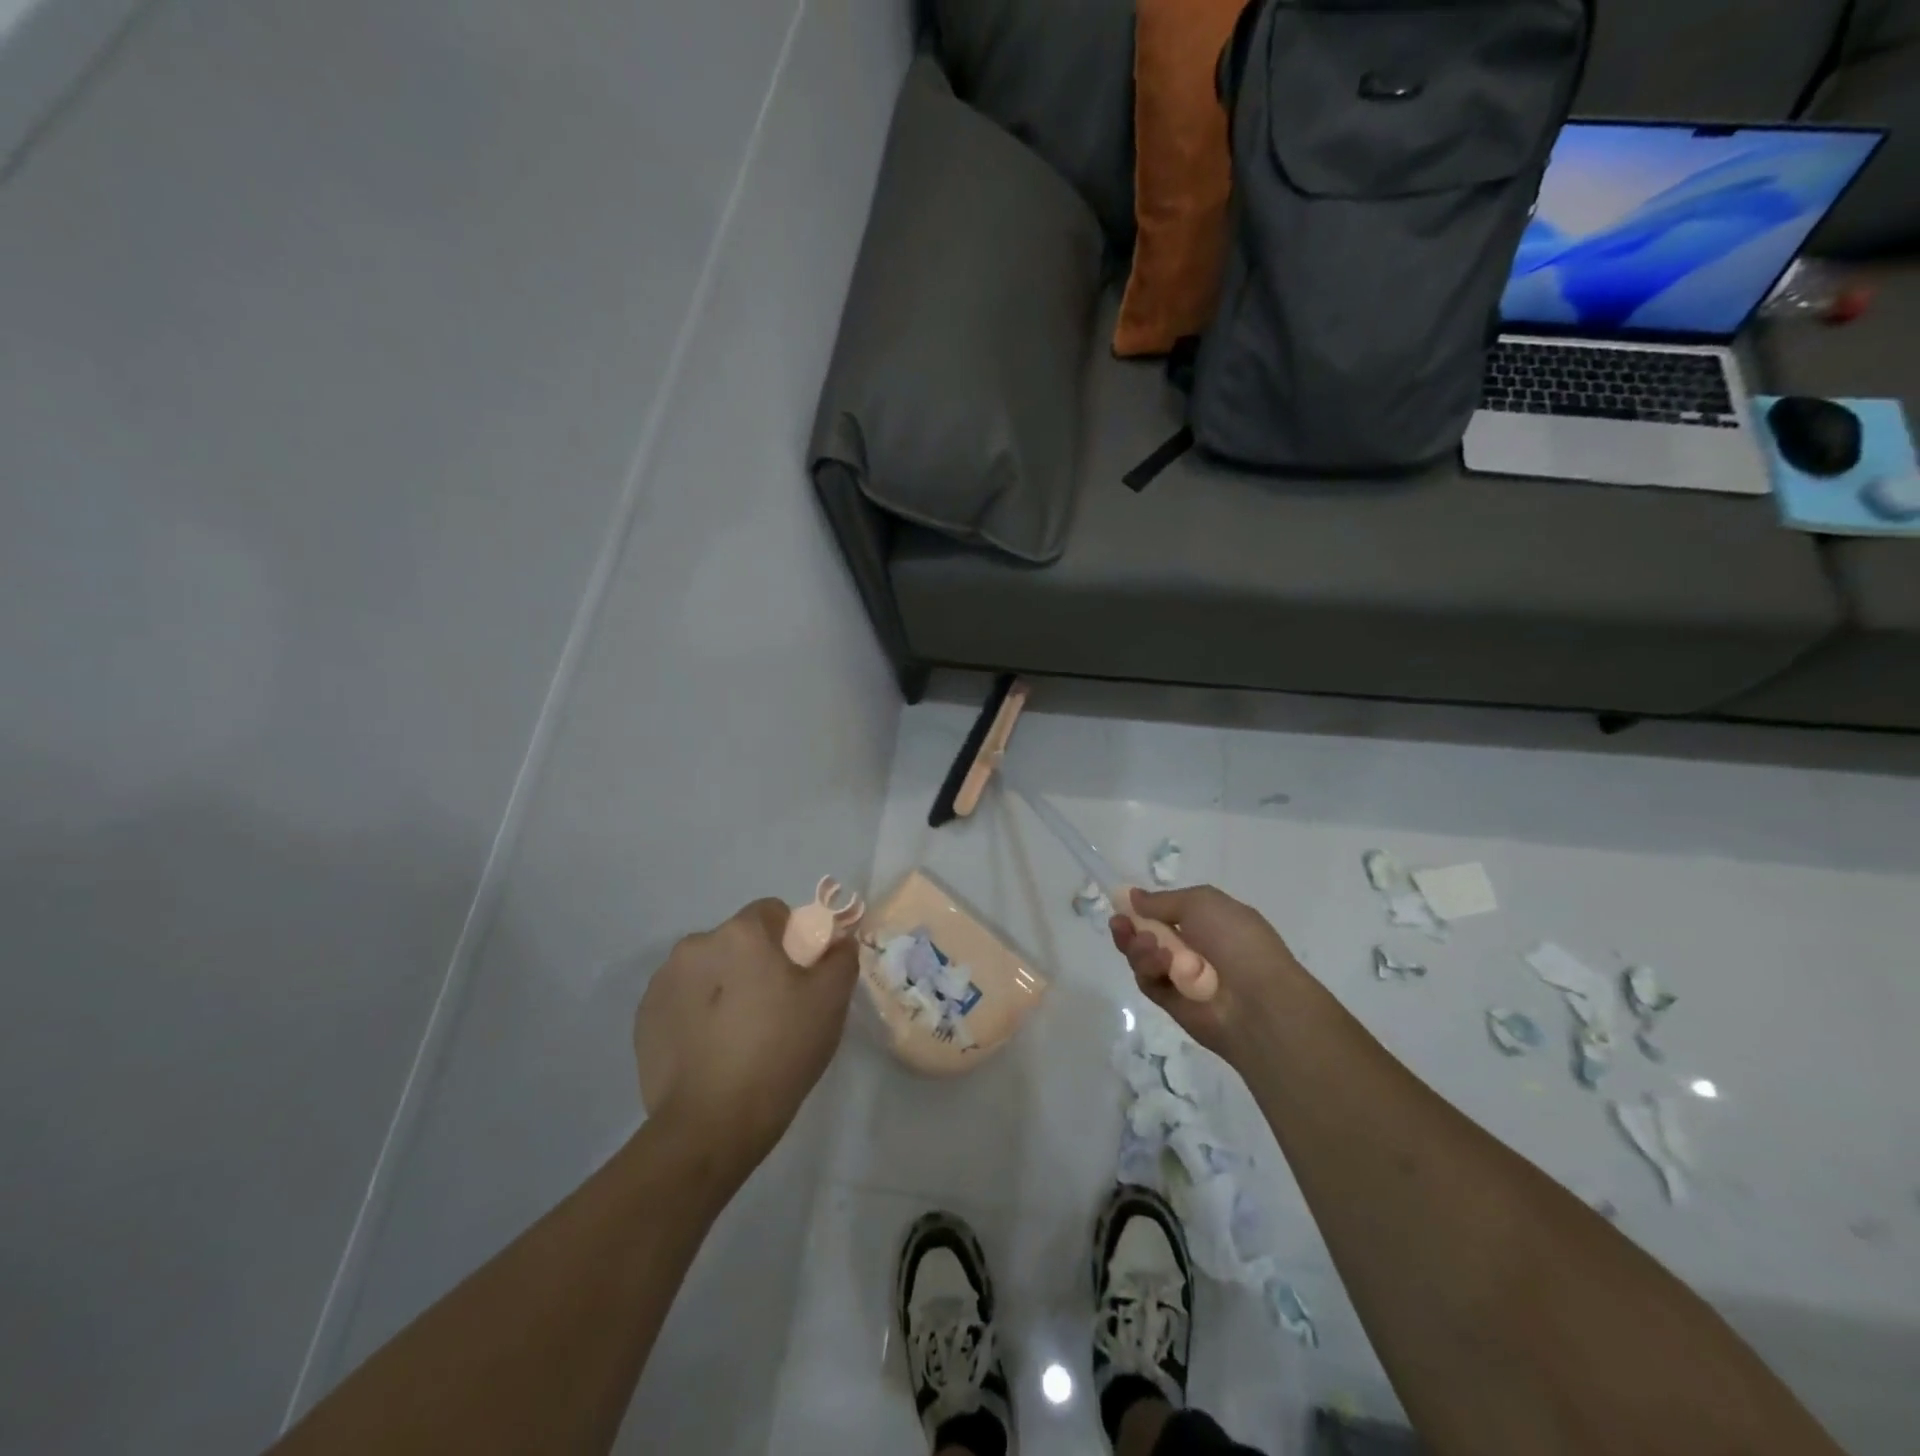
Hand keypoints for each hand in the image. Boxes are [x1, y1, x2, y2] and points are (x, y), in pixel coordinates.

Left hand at [632, 898, 856, 1185]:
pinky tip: (712, 1051)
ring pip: (708, 970)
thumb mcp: (830, 1000)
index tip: (801, 978)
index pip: (773, 912)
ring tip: (740, 1035)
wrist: (711, 1124)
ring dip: (724, 987)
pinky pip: (683, 1001)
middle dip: (756, 964)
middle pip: (738, 941)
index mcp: (740, 933)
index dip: (793, 940)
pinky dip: (698, 1014)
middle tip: (775, 1009)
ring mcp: (663, 982)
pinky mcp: (644, 1019)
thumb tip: (838, 941)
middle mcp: (695, 945)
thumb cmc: (779, 1050)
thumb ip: (841, 957)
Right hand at [1109, 885, 1307, 1065]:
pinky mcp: (1172, 1002)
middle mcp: (1194, 947)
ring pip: (1143, 957)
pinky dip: (1148, 969)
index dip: (1145, 907)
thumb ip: (1162, 900)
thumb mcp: (1201, 902)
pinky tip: (1158, 962)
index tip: (1122, 902)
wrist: (1258, 1002)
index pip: (1168, 912)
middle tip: (1118, 923)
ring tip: (1147, 944)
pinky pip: (1148, 981)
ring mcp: (1182, 976)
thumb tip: (1131, 895)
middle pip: (1148, 934)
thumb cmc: (1236, 941)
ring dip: (1138, 946)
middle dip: (1131, 927)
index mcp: (1209, 921)